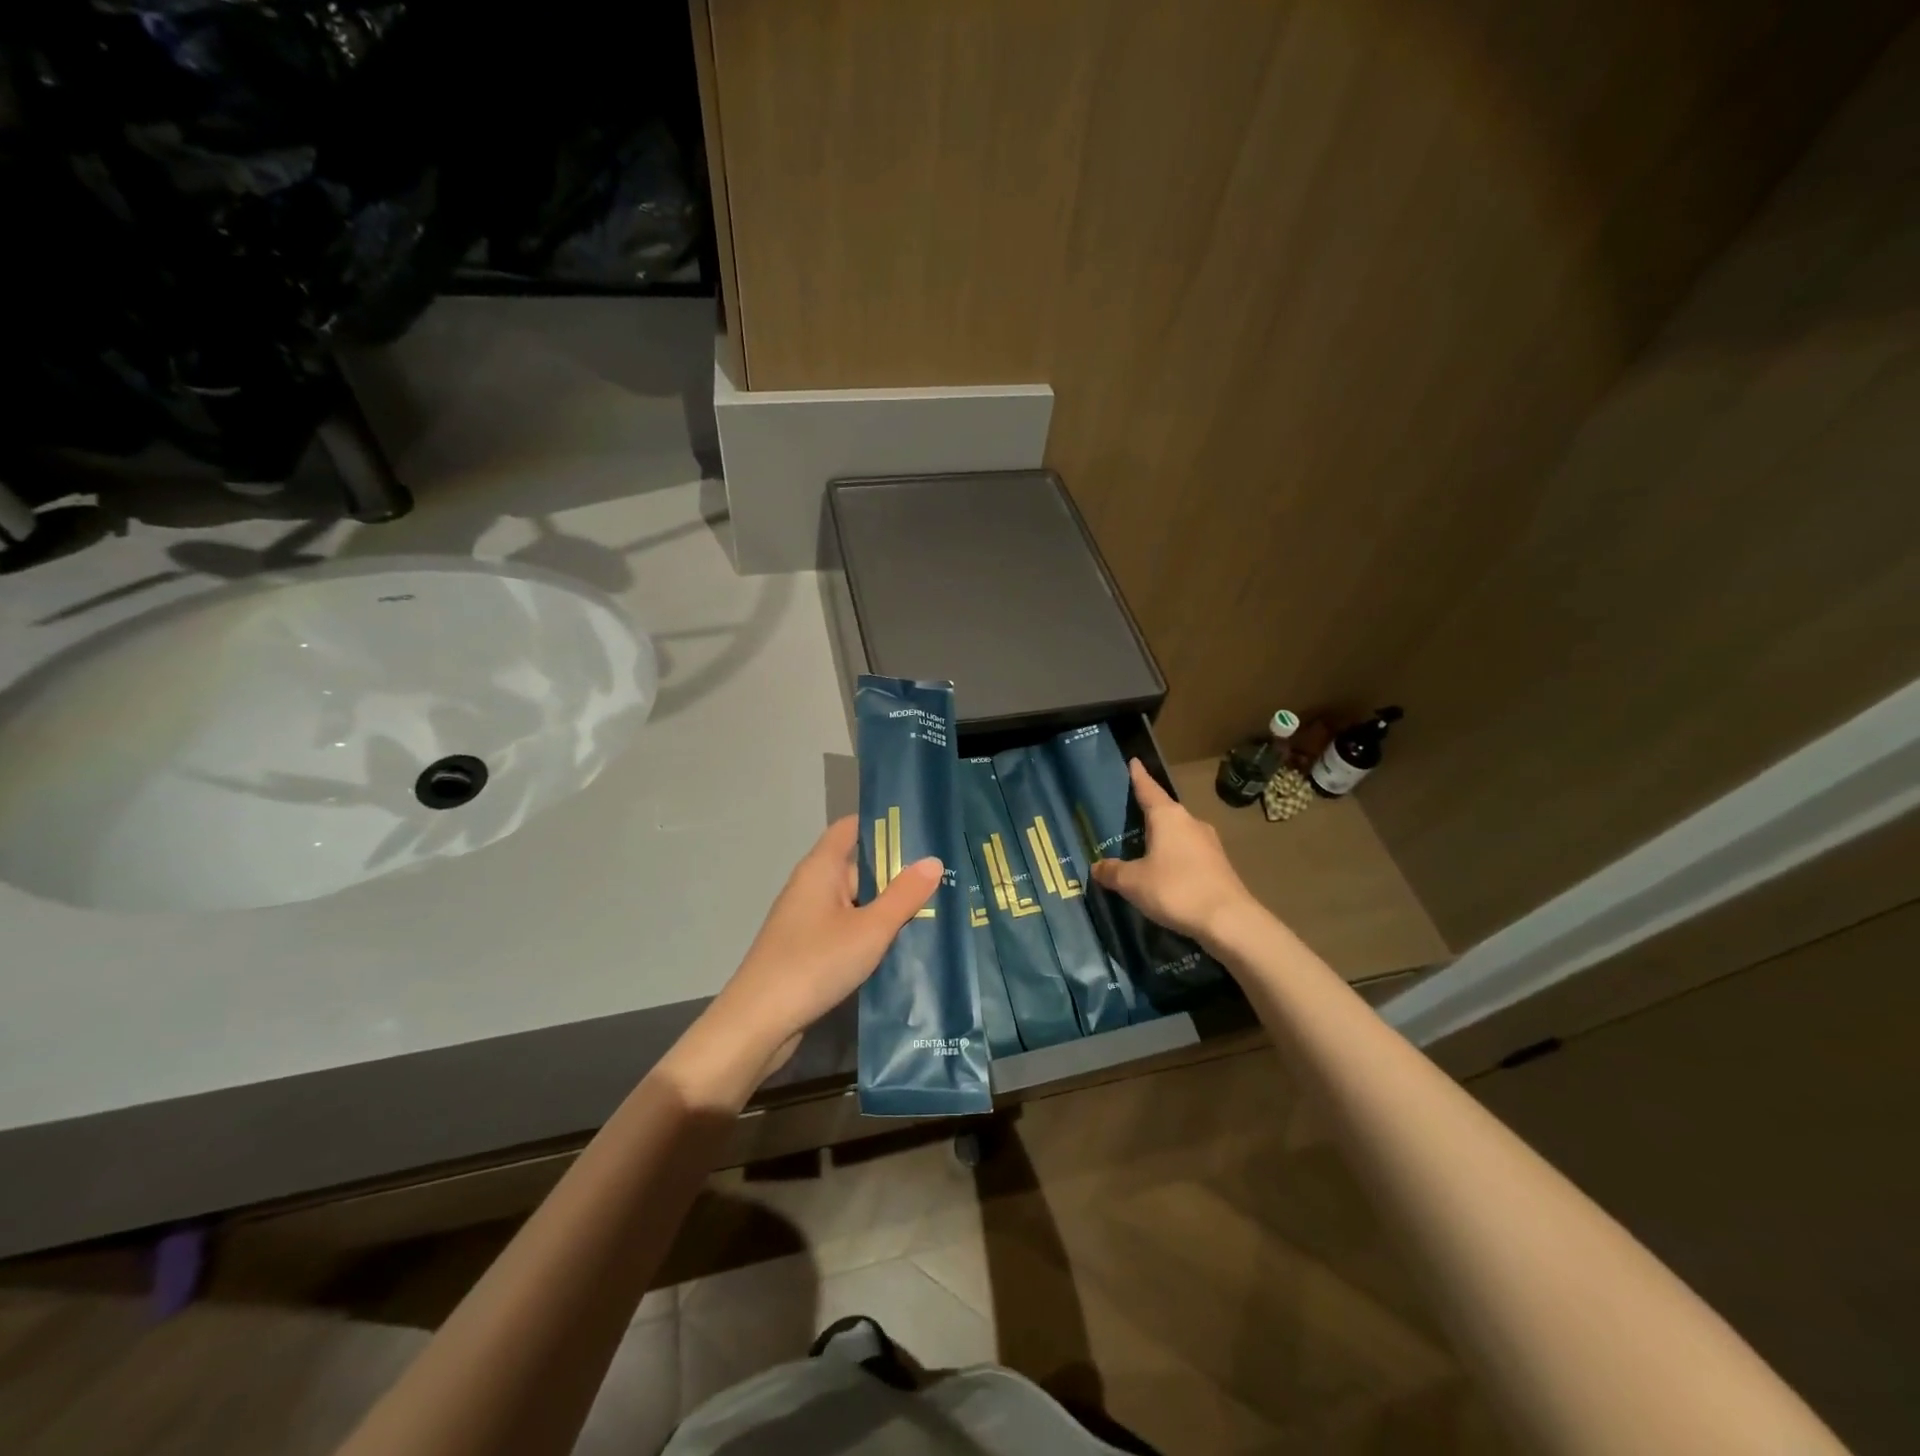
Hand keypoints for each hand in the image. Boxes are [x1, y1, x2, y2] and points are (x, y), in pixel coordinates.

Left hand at [660, 817, 940, 1105]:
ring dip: (887, 905)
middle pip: (858, 865)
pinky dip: (872, 930)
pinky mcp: (809, 948)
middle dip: (897, 870)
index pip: (852, 827)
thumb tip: (933, 860)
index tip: (921, 826)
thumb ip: (904, 895)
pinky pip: (847, 927)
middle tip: (945, 873)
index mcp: (821, 868)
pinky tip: (903, 944)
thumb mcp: (870, 929)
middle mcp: (812, 886)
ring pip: (856, 901)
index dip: (883, 823)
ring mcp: (808, 919)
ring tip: (936, 906)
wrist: (759, 1023)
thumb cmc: (815, 963)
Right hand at [1090, 759, 1258, 947]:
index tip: (1133, 761)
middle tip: (1128, 814)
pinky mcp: (1218, 864)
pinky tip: (1165, 872)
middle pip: (1165, 811)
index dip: (1138, 776)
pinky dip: (1175, 856)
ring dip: (1163, 837)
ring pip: (1178, 833)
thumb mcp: (1133, 882)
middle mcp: (1190, 822)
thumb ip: (1112, 872)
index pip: (1148, 789)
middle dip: (1148, 812)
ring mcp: (1209, 843)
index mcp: (1168, 816)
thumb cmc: (1175, 889)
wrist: (1229, 920)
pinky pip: (1189, 852)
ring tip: (1143, 847)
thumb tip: (1096, 866)